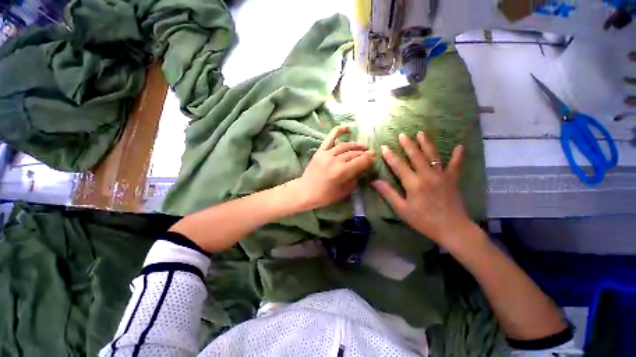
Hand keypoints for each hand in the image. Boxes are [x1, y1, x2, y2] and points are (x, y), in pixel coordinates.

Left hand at [295, 125, 374, 209]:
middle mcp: (335, 160)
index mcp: (341, 172)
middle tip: (372, 153)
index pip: (360, 162)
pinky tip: (347, 127)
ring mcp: (326, 154)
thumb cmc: (325, 196)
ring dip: (356, 145)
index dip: (369, 160)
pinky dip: (338, 131)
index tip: (374, 159)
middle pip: (354, 153)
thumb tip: (361, 169)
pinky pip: (330, 138)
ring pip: (345, 146)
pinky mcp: (320, 151)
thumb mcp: (344, 191)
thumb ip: (354, 179)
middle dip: (365, 153)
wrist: (305, 191)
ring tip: (363, 146)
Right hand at [372, 133, 470, 245]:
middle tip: (402, 135)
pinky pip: (456, 165)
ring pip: (433, 156)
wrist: (452, 229)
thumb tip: (374, 181)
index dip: (390, 156)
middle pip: (416, 156)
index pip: (398, 165)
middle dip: (408, 144)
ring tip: (421, 133)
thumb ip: (388, 193)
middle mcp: (427, 175)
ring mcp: (442, 176)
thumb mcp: (402, 209)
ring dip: (426, 143)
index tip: (384, 147)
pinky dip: (458, 156)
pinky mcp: (453, 180)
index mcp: (413, 183)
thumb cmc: (423, 220)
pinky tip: (460, 146)